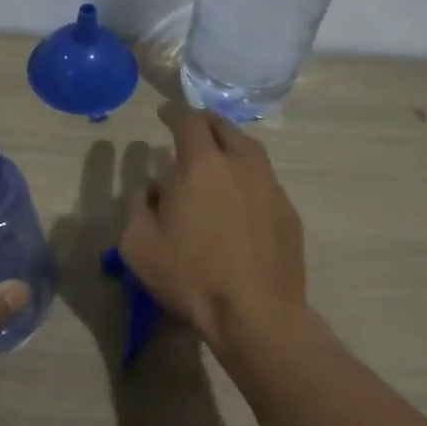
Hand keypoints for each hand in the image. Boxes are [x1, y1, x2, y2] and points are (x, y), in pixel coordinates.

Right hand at [120, 104, 307, 348]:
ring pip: (250, 149)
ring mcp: (270, 186)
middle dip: (205, 121)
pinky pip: (264, 179)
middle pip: (224, 127)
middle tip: (192, 128)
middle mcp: (240, 164)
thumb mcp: (139, 245)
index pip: (188, 121)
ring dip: (230, 144)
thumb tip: (151, 188)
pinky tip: (240, 195)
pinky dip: (248, 174)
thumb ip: (138, 206)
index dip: (174, 112)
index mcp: (201, 164)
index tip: (164, 113)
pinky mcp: (288, 211)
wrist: (256, 313)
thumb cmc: (191, 276)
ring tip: (218, 155)